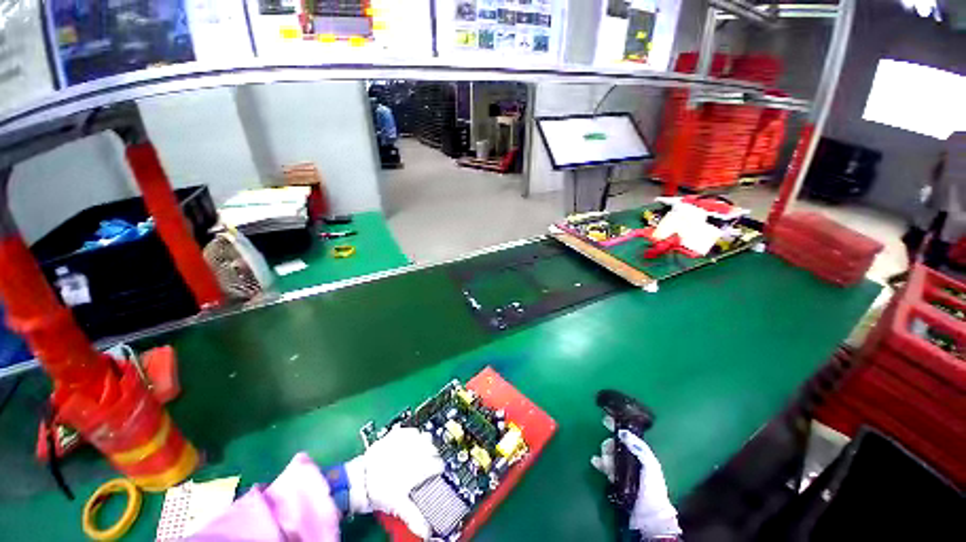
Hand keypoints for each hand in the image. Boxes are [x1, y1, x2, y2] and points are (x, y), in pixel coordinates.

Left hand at [345, 427, 443, 538]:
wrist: (359, 480)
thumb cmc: (379, 492)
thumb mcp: (398, 507)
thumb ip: (415, 518)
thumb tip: (427, 532)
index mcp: (418, 468)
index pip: (438, 465)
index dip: (439, 470)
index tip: (437, 473)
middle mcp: (414, 452)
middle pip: (433, 449)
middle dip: (433, 456)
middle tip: (428, 464)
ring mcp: (405, 441)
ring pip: (424, 437)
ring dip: (425, 444)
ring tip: (421, 452)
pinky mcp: (396, 434)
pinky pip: (411, 430)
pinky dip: (413, 435)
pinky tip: (410, 442)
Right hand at [591, 420, 680, 538]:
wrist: (648, 515)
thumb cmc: (652, 488)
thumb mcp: (650, 464)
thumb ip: (638, 447)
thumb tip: (622, 432)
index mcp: (640, 453)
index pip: (627, 435)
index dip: (617, 426)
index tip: (605, 420)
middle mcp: (631, 458)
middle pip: (615, 444)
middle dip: (609, 444)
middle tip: (608, 451)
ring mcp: (622, 468)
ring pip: (608, 454)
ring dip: (605, 456)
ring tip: (606, 464)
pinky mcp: (615, 478)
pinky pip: (604, 466)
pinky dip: (599, 462)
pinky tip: (595, 462)